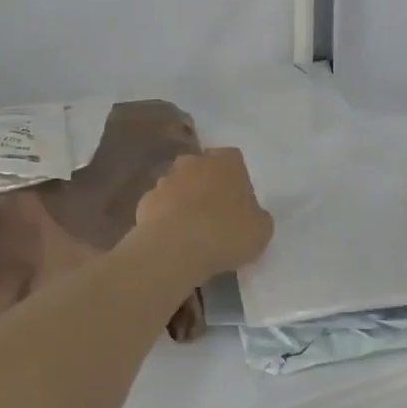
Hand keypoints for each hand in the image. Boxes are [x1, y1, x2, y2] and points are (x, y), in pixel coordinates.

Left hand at [134, 148, 273, 279]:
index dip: (236, 177)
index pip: (233, 158)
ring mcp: (165, 180)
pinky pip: (160, 205)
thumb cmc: (226, 233)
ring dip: (183, 199)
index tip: (238, 200)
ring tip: (190, 228)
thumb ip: (257, 216)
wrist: (175, 249)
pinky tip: (171, 237)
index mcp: (226, 162)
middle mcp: (194, 162)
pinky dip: (165, 216)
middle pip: (201, 167)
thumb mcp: (261, 231)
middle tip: (215, 212)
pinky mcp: (145, 200)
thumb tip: (251, 215)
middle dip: (206, 183)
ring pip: (178, 184)